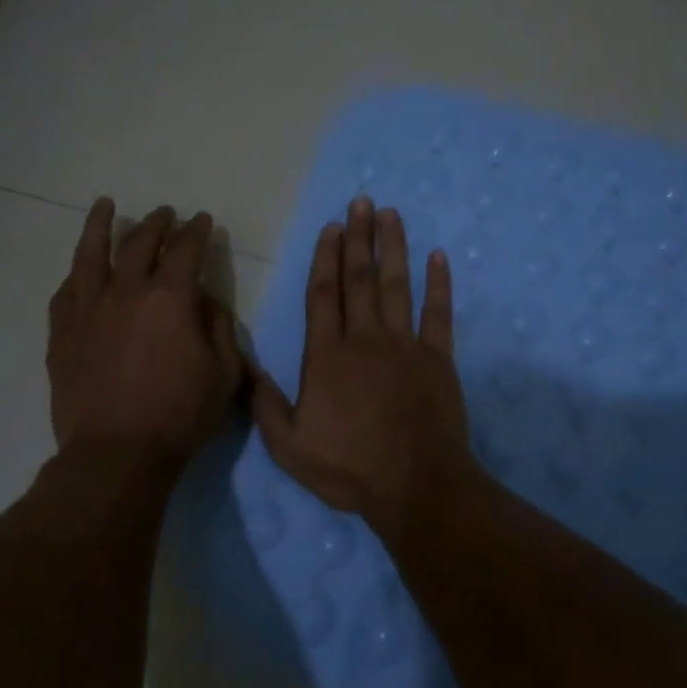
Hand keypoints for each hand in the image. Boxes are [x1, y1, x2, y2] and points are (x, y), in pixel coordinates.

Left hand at [47, 199, 243, 464]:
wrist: (116, 456)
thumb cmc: (180, 416)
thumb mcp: (224, 374)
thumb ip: (219, 327)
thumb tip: (205, 299)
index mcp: (170, 299)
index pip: (186, 250)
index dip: (196, 231)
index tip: (202, 220)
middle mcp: (126, 292)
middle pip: (139, 244)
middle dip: (157, 223)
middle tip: (165, 212)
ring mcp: (87, 310)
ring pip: (90, 255)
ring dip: (100, 226)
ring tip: (105, 205)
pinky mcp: (62, 334)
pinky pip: (65, 291)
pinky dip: (76, 273)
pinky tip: (79, 267)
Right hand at [253, 197, 475, 543]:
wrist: (416, 486)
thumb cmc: (350, 467)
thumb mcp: (290, 448)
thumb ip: (266, 406)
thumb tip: (247, 368)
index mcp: (327, 357)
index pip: (324, 296)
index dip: (326, 259)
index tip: (330, 227)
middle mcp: (365, 339)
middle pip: (360, 279)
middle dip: (359, 238)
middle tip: (361, 202)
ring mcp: (405, 346)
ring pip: (397, 286)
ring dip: (393, 247)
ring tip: (391, 214)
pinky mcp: (438, 358)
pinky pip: (440, 313)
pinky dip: (439, 284)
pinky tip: (438, 256)